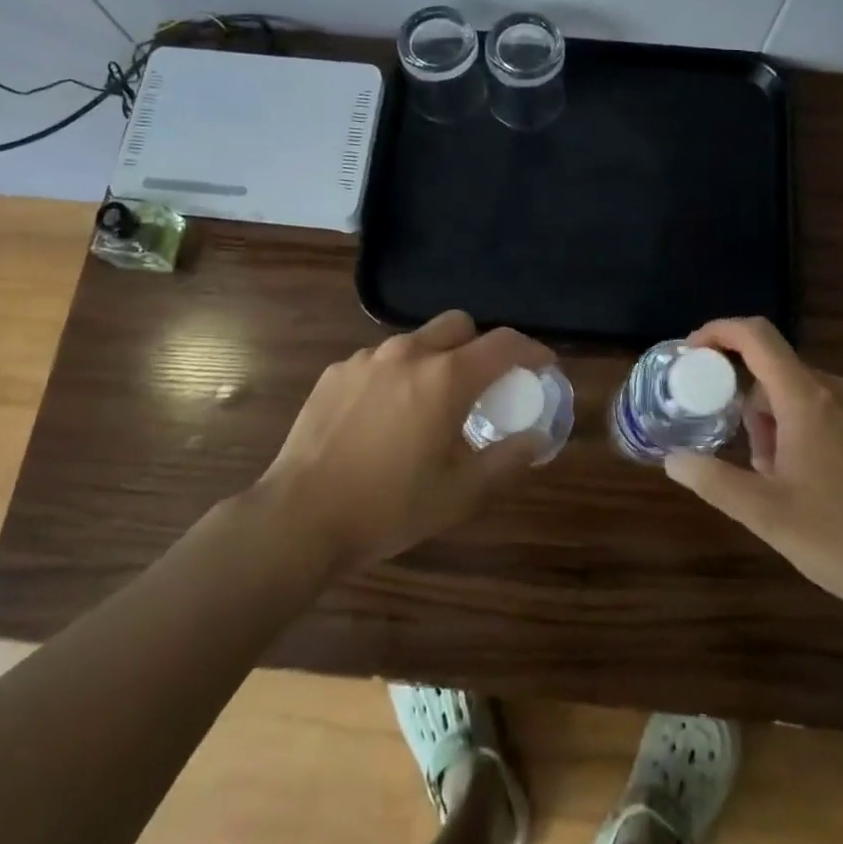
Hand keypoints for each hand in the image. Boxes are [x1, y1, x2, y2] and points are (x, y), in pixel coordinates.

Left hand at [258, 310, 555, 571]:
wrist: (299, 518)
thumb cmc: (389, 508)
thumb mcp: (460, 494)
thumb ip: (507, 460)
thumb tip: (536, 438)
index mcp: (446, 377)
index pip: (504, 343)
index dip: (532, 350)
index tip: (543, 366)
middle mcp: (409, 353)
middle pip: (459, 325)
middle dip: (480, 345)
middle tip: (483, 385)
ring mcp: (367, 358)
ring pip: (417, 340)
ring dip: (437, 359)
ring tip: (429, 405)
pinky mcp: (336, 371)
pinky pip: (381, 360)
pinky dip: (397, 375)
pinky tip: (385, 416)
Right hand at [663, 317, 842, 628]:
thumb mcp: (765, 514)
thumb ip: (712, 479)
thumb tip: (673, 459)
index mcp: (809, 398)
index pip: (756, 336)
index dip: (718, 332)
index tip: (692, 354)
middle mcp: (841, 390)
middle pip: (776, 373)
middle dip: (750, 407)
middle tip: (748, 459)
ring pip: (803, 395)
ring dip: (778, 424)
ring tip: (783, 482)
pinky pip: (832, 411)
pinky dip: (808, 431)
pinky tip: (816, 485)